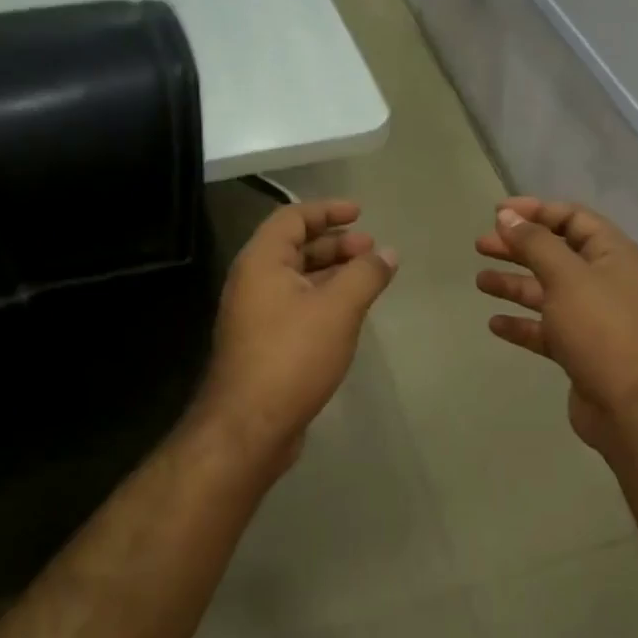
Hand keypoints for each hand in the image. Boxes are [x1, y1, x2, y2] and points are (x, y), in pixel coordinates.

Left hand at [196, 199, 397, 477]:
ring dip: (332, 273)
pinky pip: (296, 306)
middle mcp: (252, 282)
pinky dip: (323, 299)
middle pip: (294, 248)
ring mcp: (255, 315)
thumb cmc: (292, 355)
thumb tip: (388, 253)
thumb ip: (366, 275)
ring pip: (297, 280)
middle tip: (371, 249)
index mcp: (261, 262)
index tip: (360, 213)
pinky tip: (349, 313)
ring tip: (368, 278)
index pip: (292, 218)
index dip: (327, 210)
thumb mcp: (338, 309)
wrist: (249, 426)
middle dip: (335, 243)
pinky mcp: (264, 344)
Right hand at [476, 197, 637, 451]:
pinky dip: (522, 324)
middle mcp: (604, 281)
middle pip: (556, 254)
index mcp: (612, 255)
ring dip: (515, 284)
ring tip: (480, 282)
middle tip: (481, 245)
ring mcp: (593, 318)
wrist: (631, 406)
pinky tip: (495, 324)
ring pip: (547, 292)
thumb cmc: (601, 329)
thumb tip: (508, 216)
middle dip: (518, 247)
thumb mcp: (566, 277)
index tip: (498, 213)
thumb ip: (535, 243)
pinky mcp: (580, 349)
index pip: (572, 219)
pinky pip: (546, 328)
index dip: (536, 211)